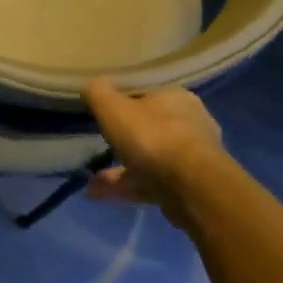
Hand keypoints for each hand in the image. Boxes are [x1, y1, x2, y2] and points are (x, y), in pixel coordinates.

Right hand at [82, 78, 225, 214]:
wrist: (192, 187)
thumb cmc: (152, 137)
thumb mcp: (113, 108)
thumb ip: (98, 94)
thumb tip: (92, 87)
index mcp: (175, 98)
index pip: (145, 95)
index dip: (122, 104)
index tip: (103, 116)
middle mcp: (189, 123)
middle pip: (148, 129)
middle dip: (121, 142)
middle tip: (98, 149)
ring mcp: (191, 158)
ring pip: (148, 160)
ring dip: (118, 171)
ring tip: (91, 182)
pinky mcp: (189, 186)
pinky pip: (150, 183)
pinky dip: (125, 188)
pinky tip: (98, 196)